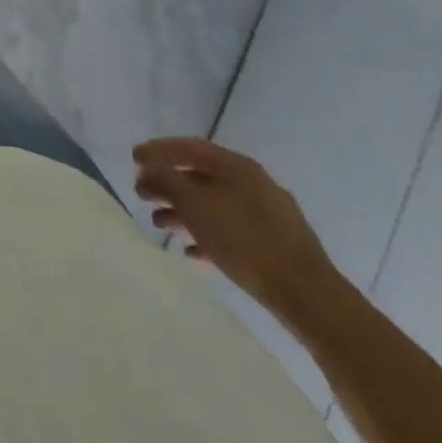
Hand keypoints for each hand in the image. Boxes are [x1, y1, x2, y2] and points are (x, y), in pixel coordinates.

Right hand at [132, 137, 340, 324]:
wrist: (308, 295)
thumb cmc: (244, 241)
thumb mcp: (194, 205)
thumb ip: (166, 181)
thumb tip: (149, 171)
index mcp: (236, 166)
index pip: (189, 147)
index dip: (158, 150)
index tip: (133, 159)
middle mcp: (253, 182)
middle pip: (200, 175)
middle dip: (168, 184)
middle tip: (142, 194)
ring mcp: (268, 213)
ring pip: (215, 203)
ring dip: (184, 211)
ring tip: (160, 225)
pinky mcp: (277, 243)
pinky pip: (232, 229)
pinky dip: (207, 233)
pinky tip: (193, 251)